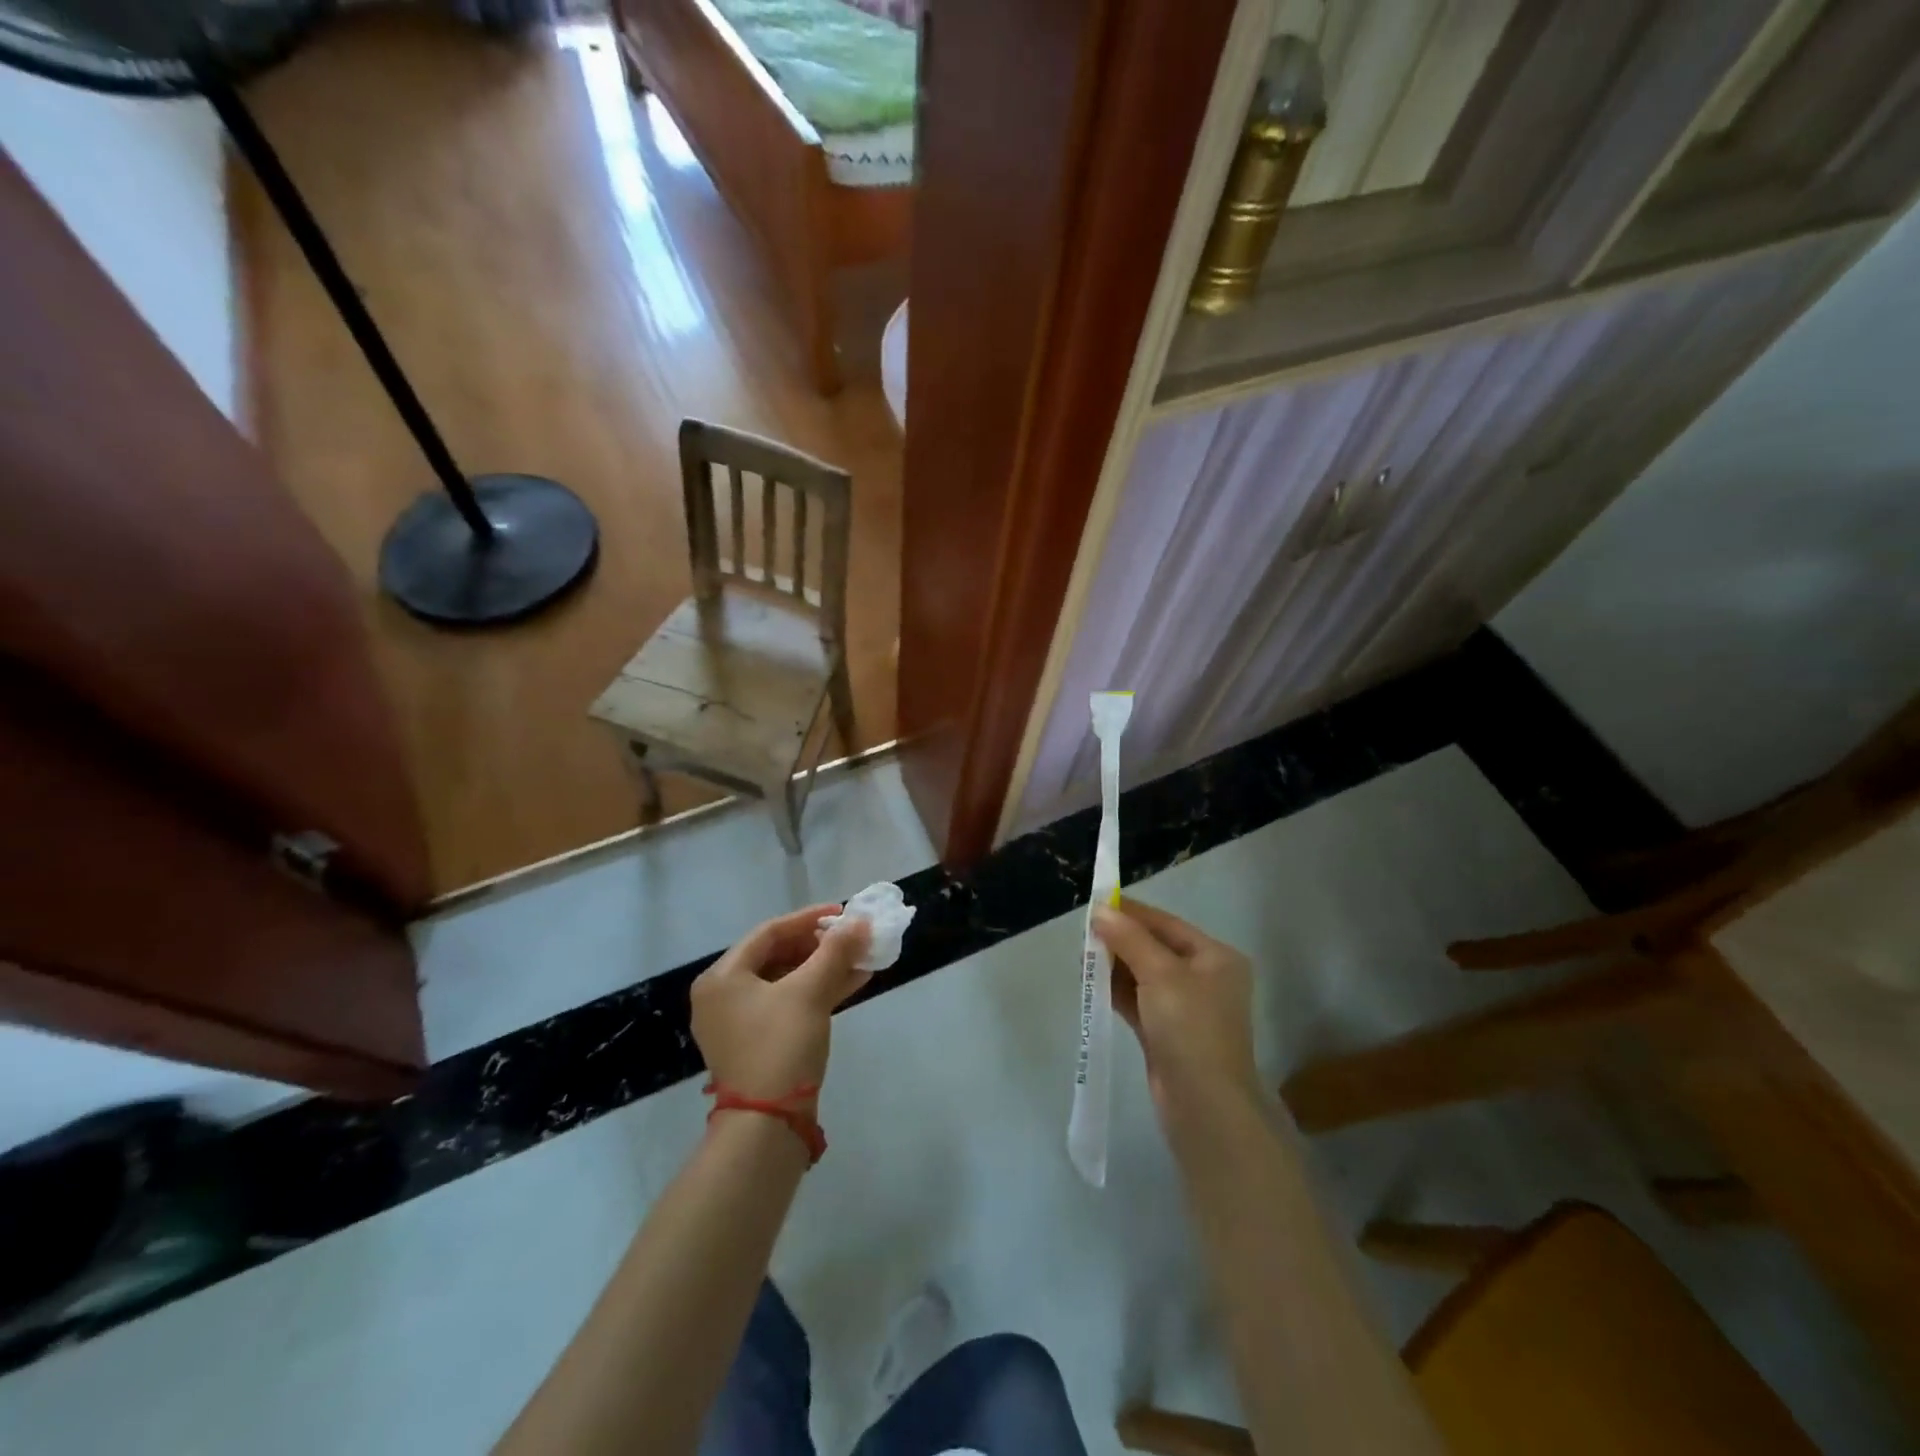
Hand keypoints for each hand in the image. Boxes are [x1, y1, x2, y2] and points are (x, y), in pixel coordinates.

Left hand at [691, 905, 872, 1101]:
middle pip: (776, 955)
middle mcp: (722, 995)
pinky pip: (787, 1004)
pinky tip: (851, 984)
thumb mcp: (810, 992)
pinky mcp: (756, 1043)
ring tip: (860, 959)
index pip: (769, 932)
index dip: (809, 919)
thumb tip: (860, 921)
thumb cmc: (781, 1046)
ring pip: (785, 981)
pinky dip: (816, 992)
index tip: (842, 912)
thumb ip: (835, 952)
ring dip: (823, 968)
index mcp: (722, 977)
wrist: (767, 1125)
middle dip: (819, 946)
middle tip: (851, 938)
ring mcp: (738, 1022)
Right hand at [1092, 898, 1261, 1127]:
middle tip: (1084, 934)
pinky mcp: (1166, 1034)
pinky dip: (1116, 990)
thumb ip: (1128, 938)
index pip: (1167, 924)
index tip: (1096, 904)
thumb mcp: (1160, 973)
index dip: (1131, 913)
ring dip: (1114, 965)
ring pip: (1143, 975)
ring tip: (1082, 957)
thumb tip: (1100, 910)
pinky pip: (1137, 1001)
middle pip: (1154, 948)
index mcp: (1215, 958)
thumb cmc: (1190, 1028)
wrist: (1205, 1106)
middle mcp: (1204, 979)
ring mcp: (1185, 1009)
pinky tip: (1092, 982)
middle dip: (1120, 940)